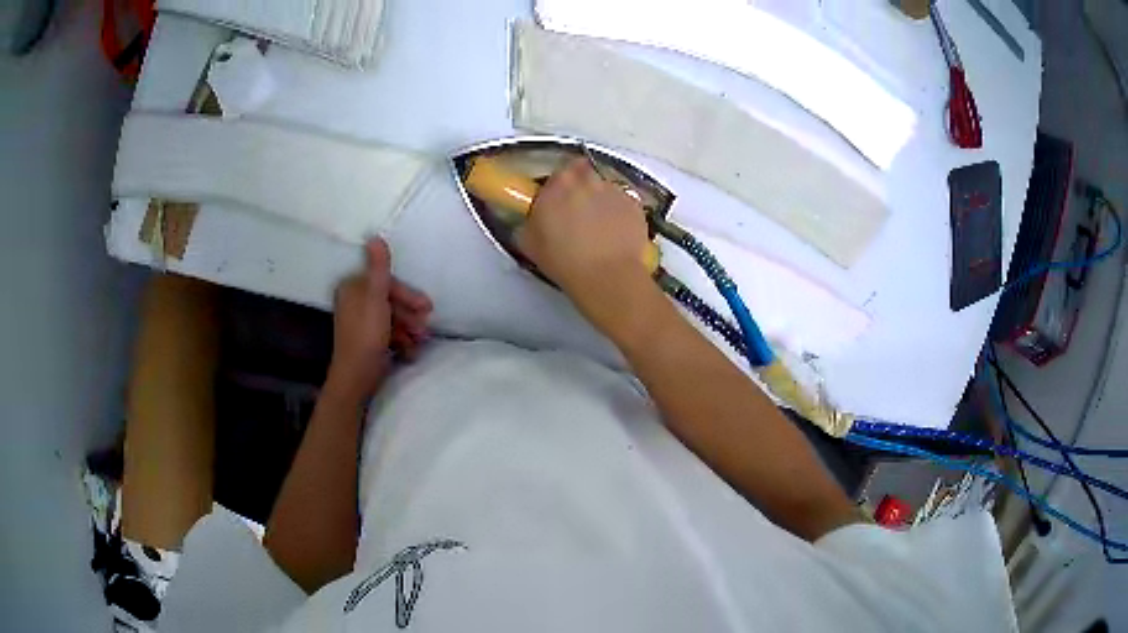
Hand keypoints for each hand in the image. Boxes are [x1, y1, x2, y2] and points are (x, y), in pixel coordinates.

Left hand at [327, 238, 432, 398]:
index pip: (385, 283)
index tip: (425, 307)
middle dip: (409, 314)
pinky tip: (410, 353)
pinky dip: (401, 341)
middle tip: (425, 327)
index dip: (406, 294)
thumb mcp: (376, 298)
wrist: (357, 377)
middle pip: (390, 301)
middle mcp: (354, 303)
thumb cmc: (366, 335)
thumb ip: (378, 268)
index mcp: (353, 289)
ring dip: (409, 329)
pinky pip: (388, 334)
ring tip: (420, 342)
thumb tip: (375, 237)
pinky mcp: (368, 341)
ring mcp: (361, 323)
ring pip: (392, 319)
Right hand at [519, 157, 656, 332]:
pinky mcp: (635, 205)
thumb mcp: (529, 243)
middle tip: (578, 210)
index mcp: (558, 185)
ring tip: (599, 225)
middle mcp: (587, 180)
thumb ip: (531, 221)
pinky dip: (620, 212)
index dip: (559, 185)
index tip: (558, 199)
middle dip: (581, 186)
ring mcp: (614, 190)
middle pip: (584, 172)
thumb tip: (534, 218)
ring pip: (605, 187)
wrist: (607, 276)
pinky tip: (616, 233)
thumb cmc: (563, 261)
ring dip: (601, 199)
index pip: (558, 171)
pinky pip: (624, 202)